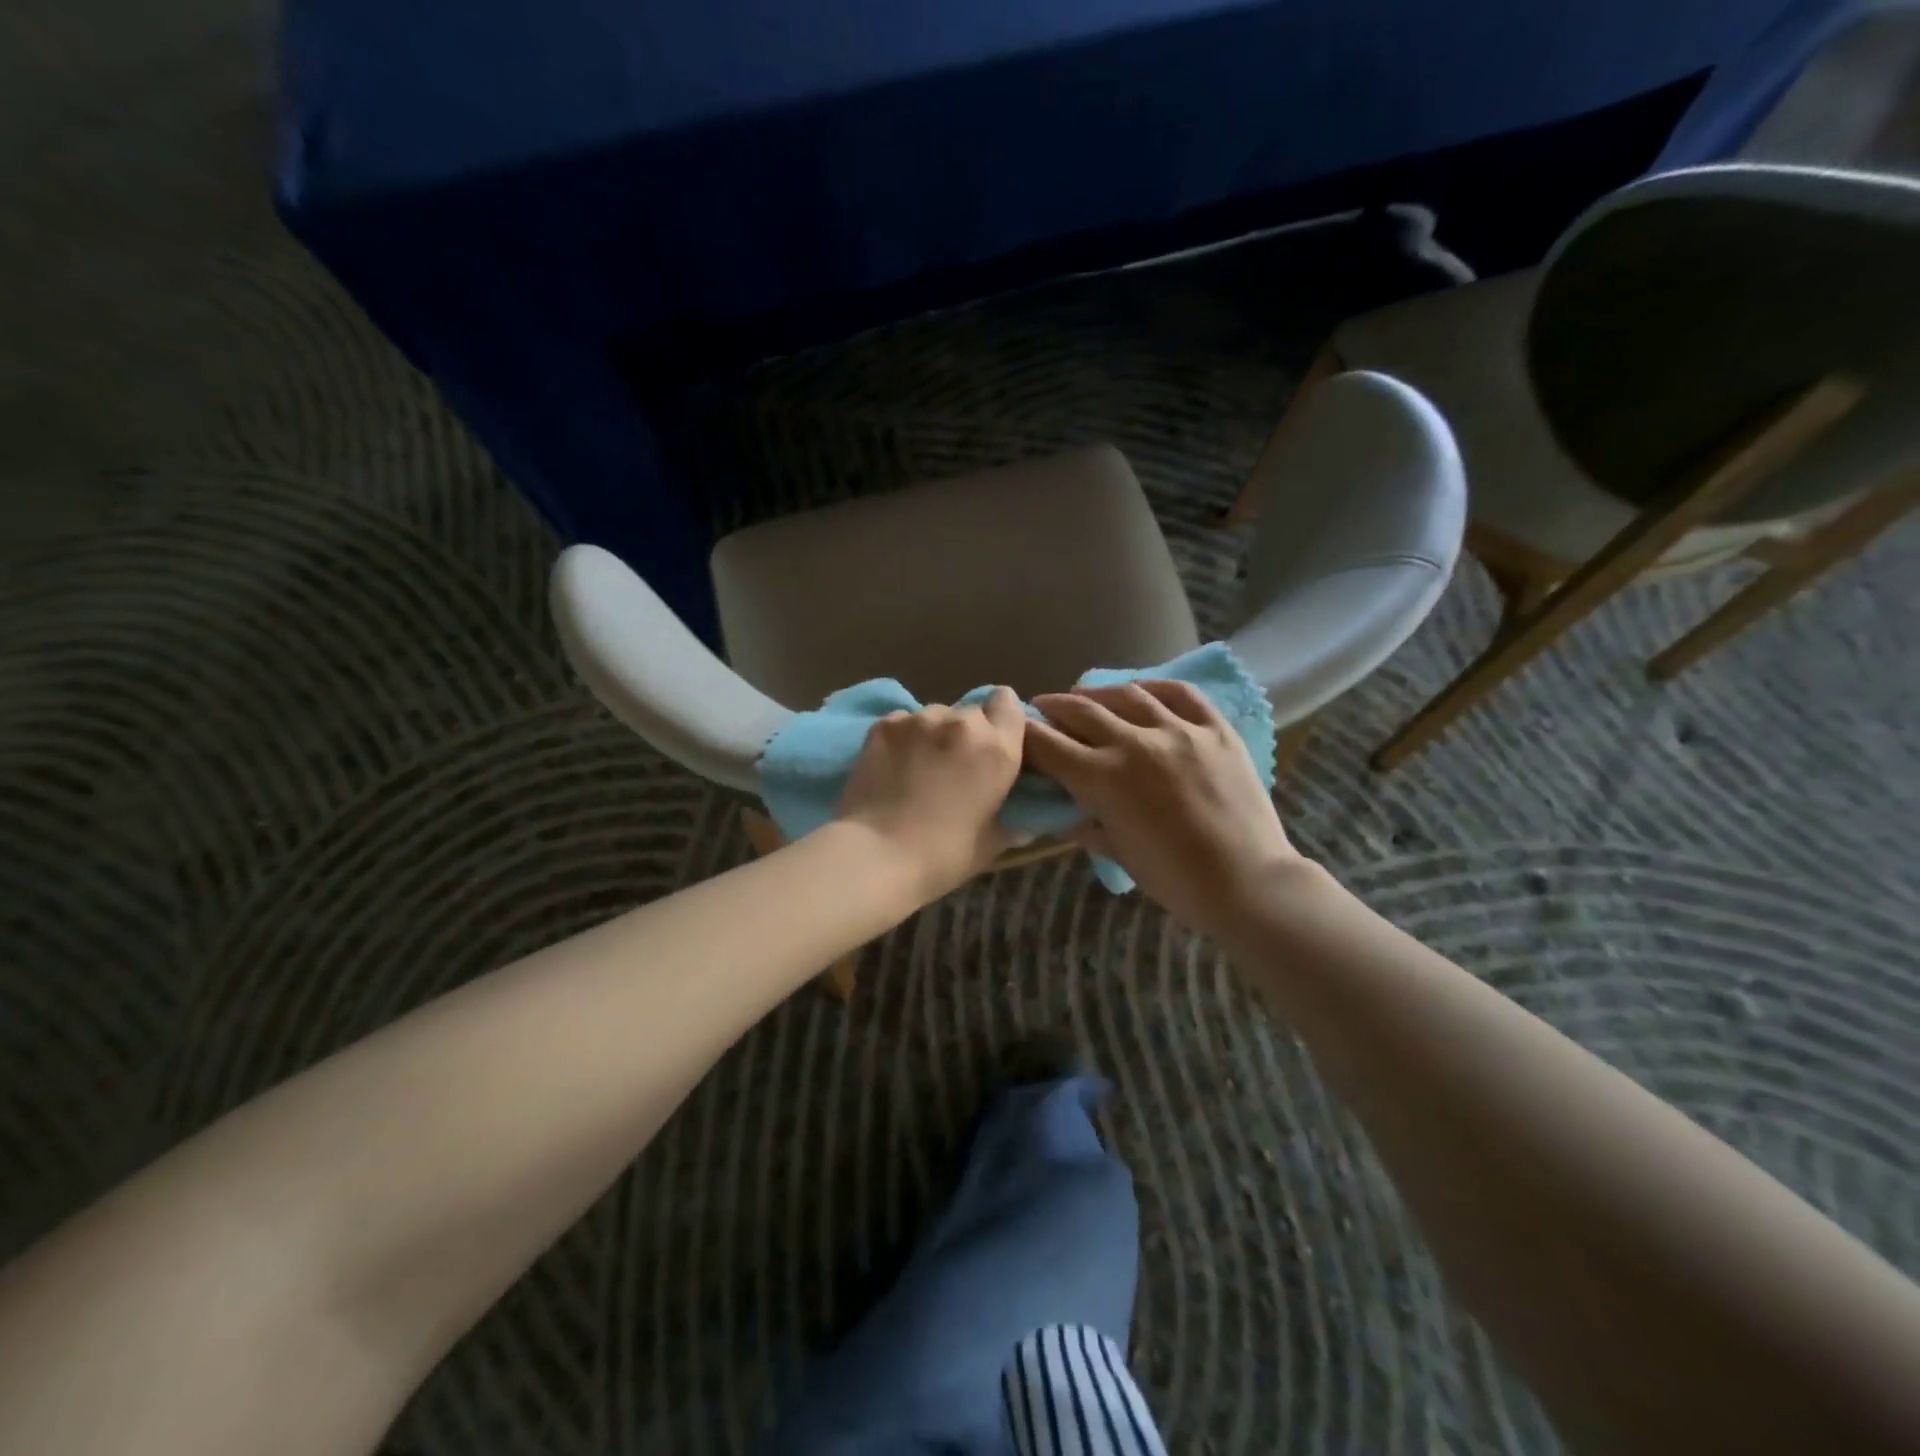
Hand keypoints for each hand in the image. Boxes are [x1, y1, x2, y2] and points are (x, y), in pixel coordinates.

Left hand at [834, 687, 1026, 903]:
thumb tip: (1023, 823)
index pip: (1009, 702)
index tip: (995, 742)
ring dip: (934, 734)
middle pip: (971, 711)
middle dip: (967, 733)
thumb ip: (1011, 821)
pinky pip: (903, 722)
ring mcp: (919, 719)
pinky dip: (903, 738)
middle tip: (955, 765)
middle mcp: (962, 722)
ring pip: (935, 715)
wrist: (878, 854)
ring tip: (919, 766)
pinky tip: (893, 765)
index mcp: (997, 747)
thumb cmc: (944, 855)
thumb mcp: (992, 843)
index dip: (1002, 718)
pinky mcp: (884, 725)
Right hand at [1024, 681, 1303, 936]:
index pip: (1047, 744)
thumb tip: (1061, 811)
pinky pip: (1180, 694)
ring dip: (1096, 693)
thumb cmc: (1174, 880)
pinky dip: (1154, 686)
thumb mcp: (1117, 853)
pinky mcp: (1215, 728)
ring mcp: (1179, 730)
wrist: (1247, 883)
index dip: (1024, 735)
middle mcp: (1134, 743)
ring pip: (1126, 695)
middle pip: (1079, 711)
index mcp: (1102, 779)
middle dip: (1052, 707)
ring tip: (1084, 695)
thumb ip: (1084, 824)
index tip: (1016, 731)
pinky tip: (1139, 689)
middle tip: (1042, 708)